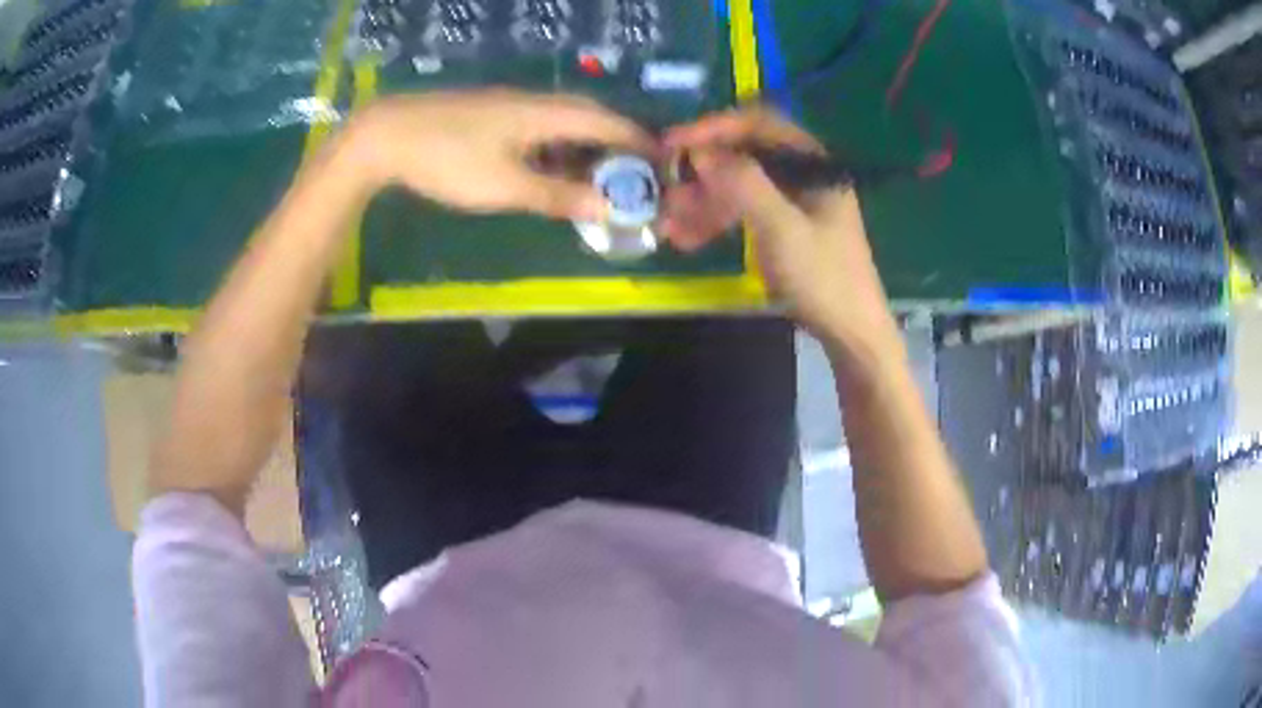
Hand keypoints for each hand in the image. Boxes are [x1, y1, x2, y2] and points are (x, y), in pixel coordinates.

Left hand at [342, 89, 655, 219]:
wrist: (386, 135)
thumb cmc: (448, 159)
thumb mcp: (506, 185)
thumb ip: (559, 196)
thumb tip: (610, 209)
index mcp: (548, 113)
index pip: (609, 122)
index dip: (639, 143)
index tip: (663, 166)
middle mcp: (537, 102)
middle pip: (590, 120)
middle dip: (616, 149)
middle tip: (633, 180)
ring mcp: (512, 107)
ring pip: (564, 125)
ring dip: (585, 151)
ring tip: (598, 183)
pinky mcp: (492, 117)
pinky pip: (540, 131)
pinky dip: (557, 152)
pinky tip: (552, 173)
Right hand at [663, 109, 897, 352]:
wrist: (851, 333)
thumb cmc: (824, 278)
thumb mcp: (782, 228)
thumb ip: (743, 183)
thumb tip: (701, 151)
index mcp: (814, 162)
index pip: (759, 123)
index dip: (714, 127)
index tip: (674, 143)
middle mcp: (803, 172)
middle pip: (745, 154)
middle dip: (704, 171)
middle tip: (667, 189)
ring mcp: (794, 199)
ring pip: (740, 185)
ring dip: (704, 200)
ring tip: (670, 222)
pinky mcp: (784, 225)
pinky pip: (745, 210)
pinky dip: (718, 220)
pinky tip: (688, 238)